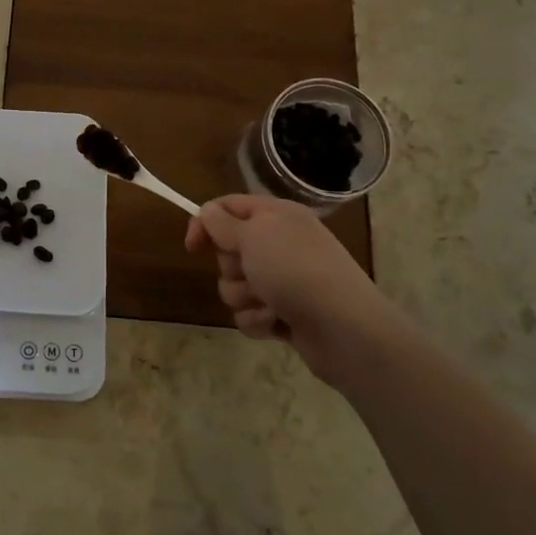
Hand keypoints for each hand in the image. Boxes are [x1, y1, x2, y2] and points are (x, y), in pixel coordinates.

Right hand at [184, 194, 406, 389]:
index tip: (192, 247)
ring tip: (270, 303)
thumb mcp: (253, 235)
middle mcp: (280, 244)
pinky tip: (278, 323)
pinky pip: (249, 314)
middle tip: (251, 272)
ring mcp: (283, 280)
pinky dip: (259, 319)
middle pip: (229, 250)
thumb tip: (207, 212)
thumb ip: (223, 223)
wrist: (343, 328)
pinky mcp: (284, 313)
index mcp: (277, 216)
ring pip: (236, 286)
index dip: (205, 223)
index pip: (228, 206)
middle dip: (232, 267)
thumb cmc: (295, 271)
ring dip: (245, 297)